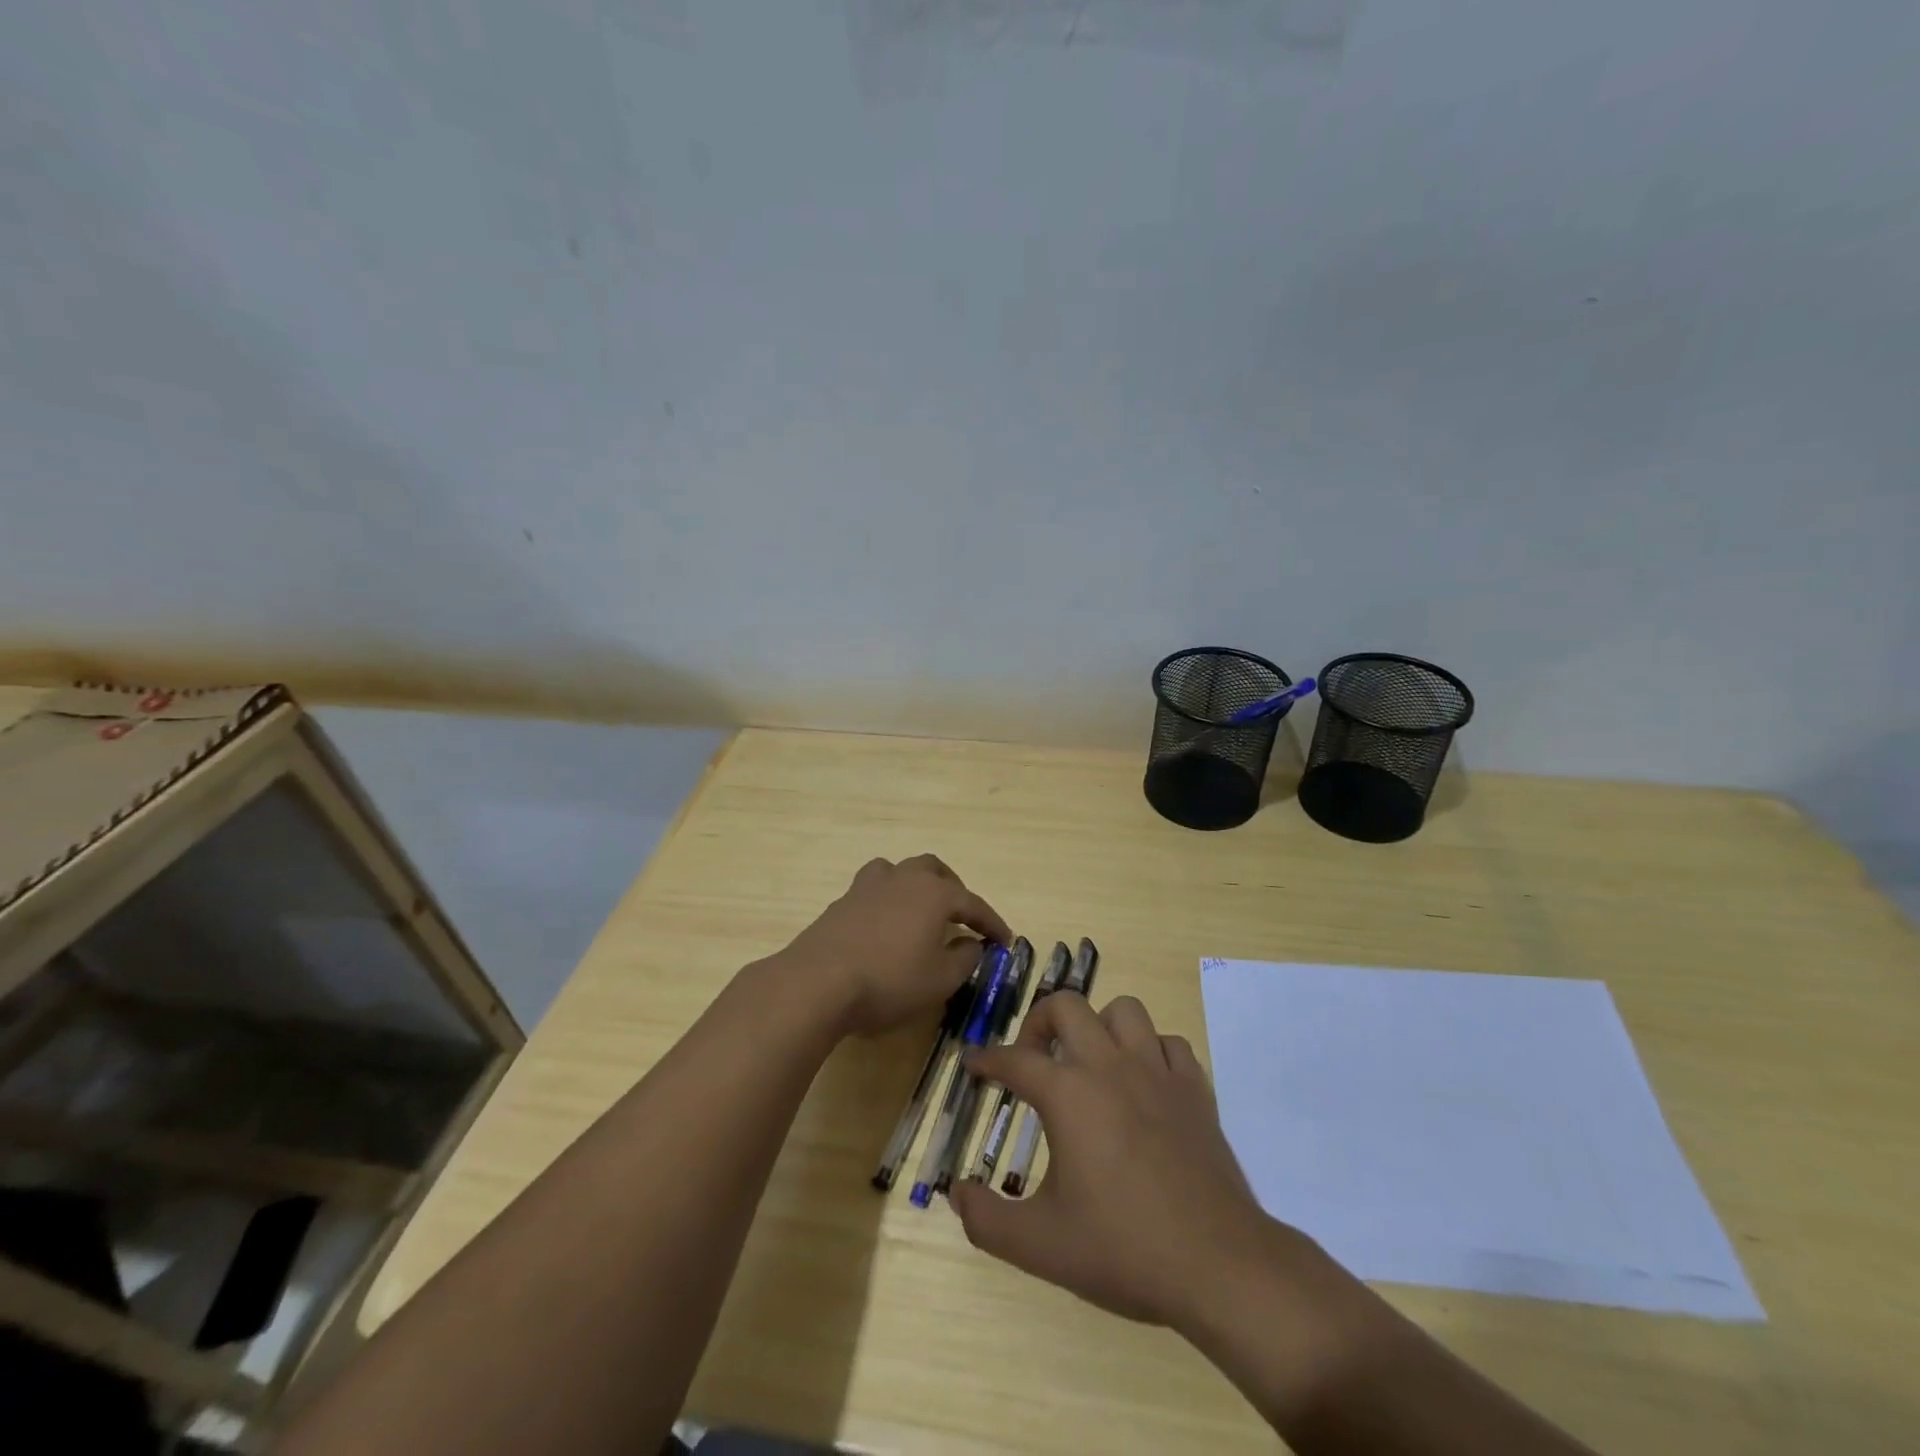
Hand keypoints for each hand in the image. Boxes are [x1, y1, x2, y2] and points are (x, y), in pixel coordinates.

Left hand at [778, 855, 1010, 1036]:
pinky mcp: (842, 902)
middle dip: (953, 889)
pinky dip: (889, 901)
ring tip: (920, 910)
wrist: (818, 982)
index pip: (972, 903)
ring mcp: (868, 886)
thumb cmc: (890, 980)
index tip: (1004, 939)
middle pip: (934, 870)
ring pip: (899, 871)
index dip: (991, 922)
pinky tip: (886, 926)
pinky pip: (874, 890)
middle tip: (961, 915)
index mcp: (934, 893)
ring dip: (916, 885)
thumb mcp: (940, 980)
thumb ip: (964, 959)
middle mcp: (903, 878)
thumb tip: (973, 944)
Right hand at [949, 991, 1276, 1331]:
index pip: (1014, 1060)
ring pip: (1124, 1011)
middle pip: (1067, 1006)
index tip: (973, 1063)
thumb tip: (957, 1193)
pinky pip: (1169, 1043)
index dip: (986, 1059)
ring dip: (1100, 1026)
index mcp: (1069, 1094)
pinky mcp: (1195, 1089)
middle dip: (1039, 1022)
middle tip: (1033, 1058)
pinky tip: (1144, 1082)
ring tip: (1090, 1061)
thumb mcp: (1041, 1246)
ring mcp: (1158, 1072)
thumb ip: (987, 1220)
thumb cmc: (1124, 1249)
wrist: (1219, 1265)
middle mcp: (1110, 1066)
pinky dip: (1151, 1051)